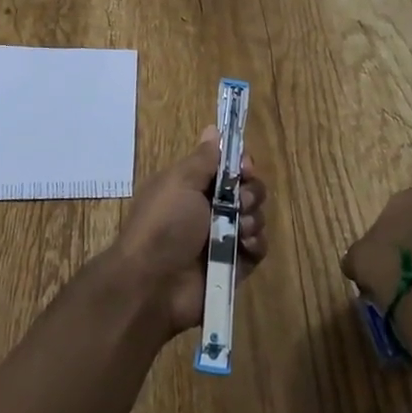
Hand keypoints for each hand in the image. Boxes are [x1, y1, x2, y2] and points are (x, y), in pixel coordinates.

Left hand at [113, 125, 269, 337]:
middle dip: (251, 192)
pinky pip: (258, 248)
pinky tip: (244, 246)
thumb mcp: (179, 182)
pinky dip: (255, 244)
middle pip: (247, 190)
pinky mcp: (235, 266)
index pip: (227, 167)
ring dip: (253, 219)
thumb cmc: (164, 224)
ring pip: (256, 217)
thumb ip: (203, 158)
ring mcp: (223, 238)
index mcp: (193, 186)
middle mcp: (209, 210)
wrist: (153, 284)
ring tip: (238, 229)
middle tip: (240, 202)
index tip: (244, 168)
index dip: (240, 165)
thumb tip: (213, 128)